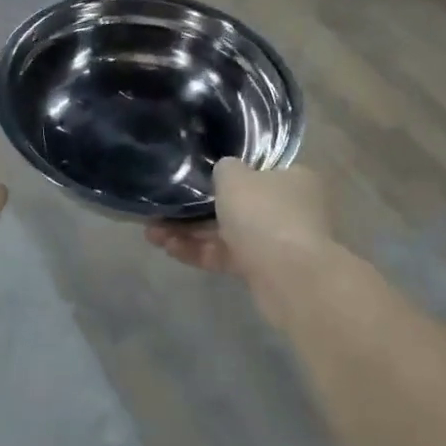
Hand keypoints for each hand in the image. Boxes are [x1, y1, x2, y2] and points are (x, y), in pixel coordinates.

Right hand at [144, 159, 335, 281]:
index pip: (257, 170)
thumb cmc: (264, 214)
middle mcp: (288, 209)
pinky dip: (199, 252)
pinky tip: (168, 249)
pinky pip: (225, 256)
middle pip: (237, 204)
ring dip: (190, 233)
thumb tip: (225, 171)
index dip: (224, 174)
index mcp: (293, 179)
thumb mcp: (235, 176)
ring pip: (226, 233)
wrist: (290, 276)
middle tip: (162, 209)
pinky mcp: (262, 271)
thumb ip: (225, 168)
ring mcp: (276, 243)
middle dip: (196, 209)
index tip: (194, 178)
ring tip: (153, 234)